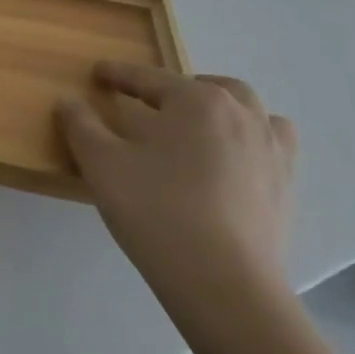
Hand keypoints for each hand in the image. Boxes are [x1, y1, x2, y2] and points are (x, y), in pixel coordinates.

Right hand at [57, 63, 297, 321]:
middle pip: (211, 88)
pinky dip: (250, 143)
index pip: (150, 78)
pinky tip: (230, 164)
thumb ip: (81, 125)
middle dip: (179, 88)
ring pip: (252, 114)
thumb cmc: (155, 210)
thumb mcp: (101, 163)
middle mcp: (242, 116)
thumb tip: (69, 101)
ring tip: (198, 128)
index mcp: (197, 101)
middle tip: (151, 103)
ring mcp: (272, 152)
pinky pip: (272, 148)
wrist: (222, 281)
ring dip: (223, 111)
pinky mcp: (285, 189)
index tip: (99, 72)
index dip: (120, 74)